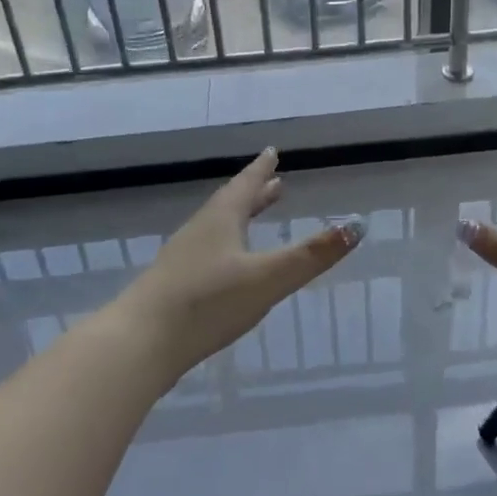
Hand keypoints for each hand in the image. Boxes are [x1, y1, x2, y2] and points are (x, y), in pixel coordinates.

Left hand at [120, 148, 362, 379]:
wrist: (140, 343)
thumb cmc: (207, 302)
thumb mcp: (267, 279)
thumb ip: (311, 256)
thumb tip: (356, 226)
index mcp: (222, 219)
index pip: (246, 185)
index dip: (262, 169)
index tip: (272, 152)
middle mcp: (201, 231)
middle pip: (232, 204)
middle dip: (256, 194)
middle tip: (275, 184)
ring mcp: (184, 258)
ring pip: (219, 228)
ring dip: (241, 219)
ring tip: (255, 218)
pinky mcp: (174, 285)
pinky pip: (208, 252)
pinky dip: (227, 246)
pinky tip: (228, 267)